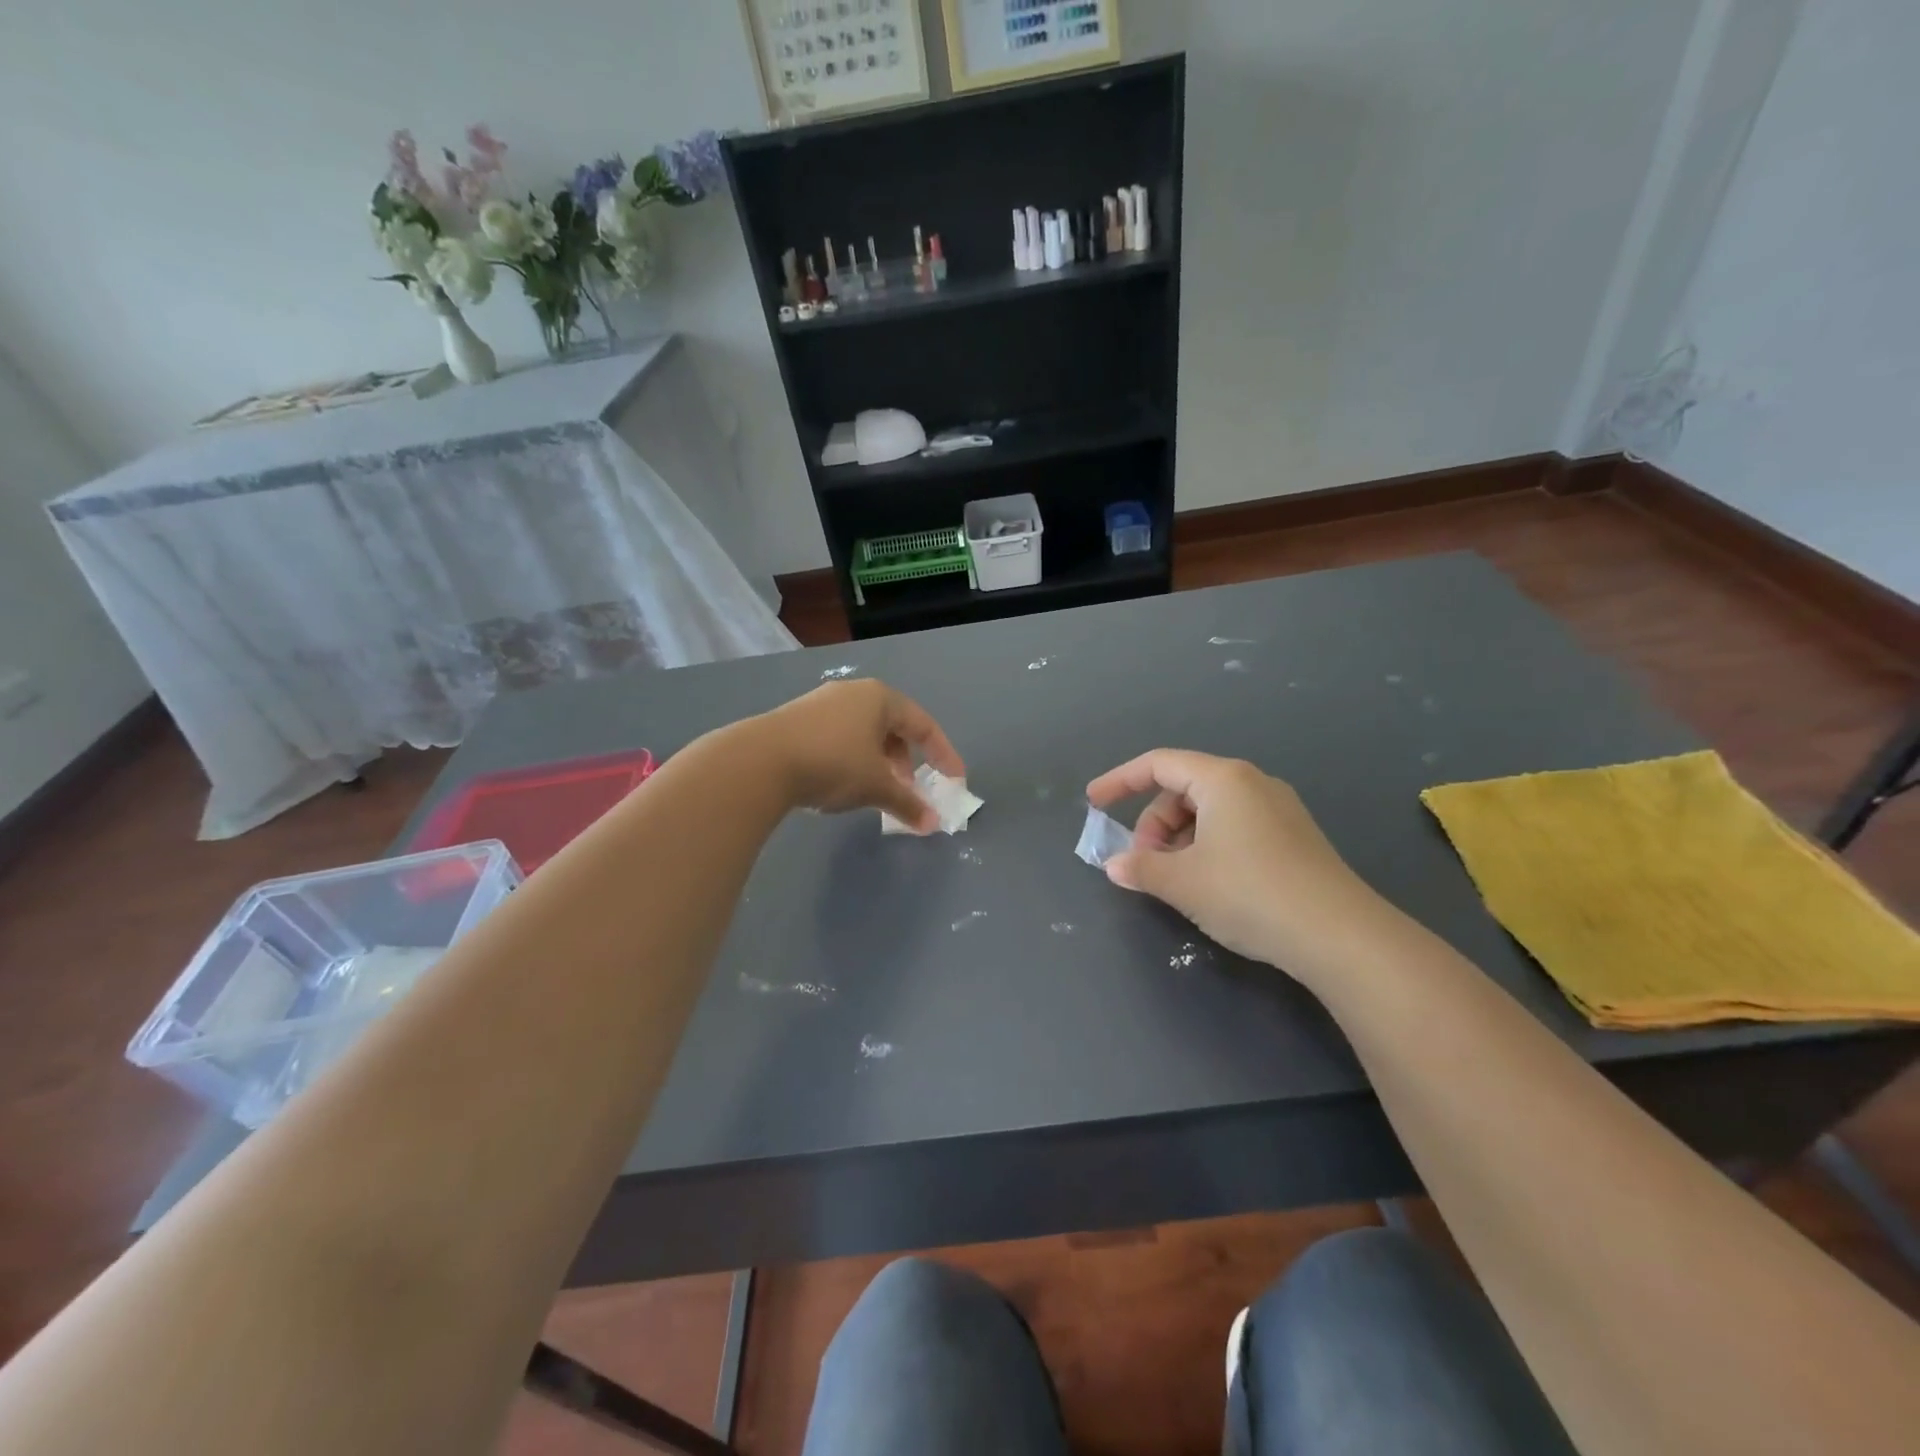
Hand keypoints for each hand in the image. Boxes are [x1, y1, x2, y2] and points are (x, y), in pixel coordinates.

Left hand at [761, 679, 964, 832]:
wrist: (759, 761)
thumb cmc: (833, 764)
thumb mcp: (876, 786)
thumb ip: (908, 804)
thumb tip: (932, 824)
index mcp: (880, 698)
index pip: (923, 724)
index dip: (944, 754)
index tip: (954, 780)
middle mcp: (853, 693)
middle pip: (892, 726)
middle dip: (905, 760)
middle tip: (907, 788)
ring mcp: (821, 703)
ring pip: (863, 733)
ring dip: (878, 762)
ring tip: (874, 790)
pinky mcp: (796, 719)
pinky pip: (838, 737)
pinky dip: (851, 759)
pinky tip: (840, 783)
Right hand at [1086, 750, 1389, 976]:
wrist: (1339, 936)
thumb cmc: (1248, 893)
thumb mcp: (1182, 883)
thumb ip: (1140, 868)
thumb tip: (1115, 866)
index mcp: (1223, 779)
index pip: (1158, 764)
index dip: (1119, 781)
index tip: (1093, 803)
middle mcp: (1252, 783)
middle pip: (1183, 790)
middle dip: (1154, 823)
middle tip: (1144, 864)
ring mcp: (1278, 809)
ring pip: (1209, 812)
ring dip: (1179, 840)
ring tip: (1175, 880)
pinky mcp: (1294, 837)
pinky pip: (1235, 827)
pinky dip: (1207, 847)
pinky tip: (1209, 884)